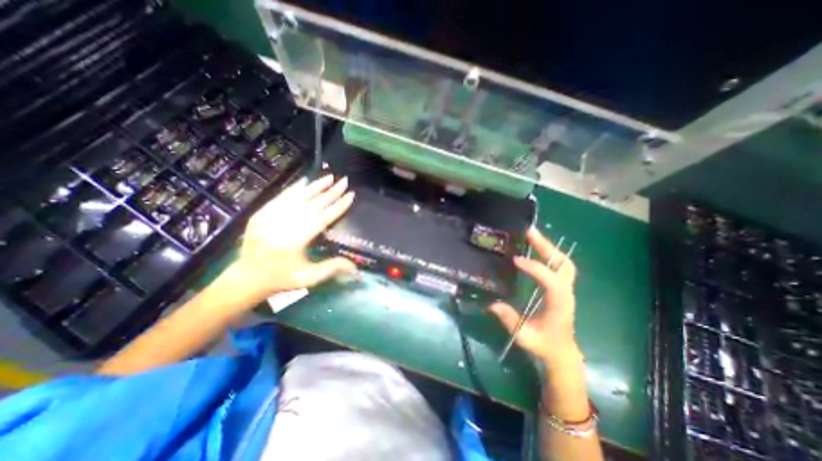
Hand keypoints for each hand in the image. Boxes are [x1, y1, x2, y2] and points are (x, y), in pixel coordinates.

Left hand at [223, 175, 357, 303]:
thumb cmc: (281, 279)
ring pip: (297, 197)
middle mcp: (282, 225)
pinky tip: (305, 181)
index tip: (350, 195)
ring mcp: (269, 217)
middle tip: (344, 181)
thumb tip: (356, 267)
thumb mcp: (309, 278)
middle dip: (330, 192)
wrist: (246, 278)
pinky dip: (295, 189)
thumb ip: (332, 268)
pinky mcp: (261, 213)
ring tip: (330, 177)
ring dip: (315, 186)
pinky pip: (281, 197)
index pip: (322, 218)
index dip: (338, 206)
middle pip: (312, 205)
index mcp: (295, 241)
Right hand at [487, 227, 583, 365]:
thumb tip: (492, 303)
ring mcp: (566, 289)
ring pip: (563, 262)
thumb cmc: (543, 345)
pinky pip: (559, 265)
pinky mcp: (561, 287)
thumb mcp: (524, 336)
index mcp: (559, 305)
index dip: (536, 268)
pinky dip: (549, 253)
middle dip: (546, 246)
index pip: (552, 281)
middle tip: (529, 232)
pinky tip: (536, 247)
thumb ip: (509, 320)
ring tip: (532, 235)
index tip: (517, 260)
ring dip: (548, 247)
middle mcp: (566, 293)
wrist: (562, 352)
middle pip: (563, 264)